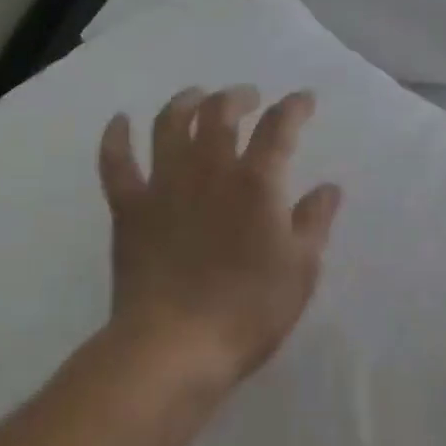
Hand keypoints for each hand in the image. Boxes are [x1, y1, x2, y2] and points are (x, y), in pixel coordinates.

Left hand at [98, 87, 341, 388]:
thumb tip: (329, 187)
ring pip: (170, 124)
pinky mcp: (130, 208)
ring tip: (196, 97)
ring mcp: (165, 185)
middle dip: (237, 97)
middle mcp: (209, 169)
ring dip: (185, 102)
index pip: (279, 125)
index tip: (304, 99)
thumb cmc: (248, 310)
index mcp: (256, 181)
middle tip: (247, 98)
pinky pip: (117, 163)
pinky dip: (116, 138)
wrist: (173, 348)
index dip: (294, 106)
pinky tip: (120, 121)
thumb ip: (315, 221)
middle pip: (220, 112)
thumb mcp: (301, 268)